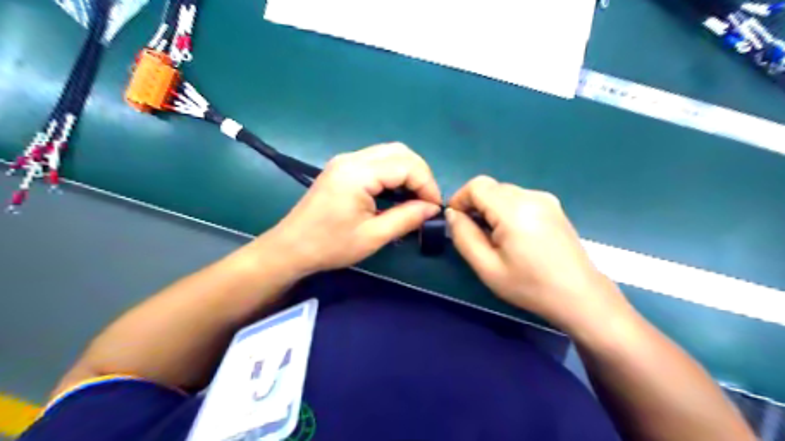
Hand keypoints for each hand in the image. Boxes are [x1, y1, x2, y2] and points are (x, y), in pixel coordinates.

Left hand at [260, 142, 438, 275]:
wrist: (291, 248)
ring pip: (389, 153)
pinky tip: (396, 192)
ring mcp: (345, 160)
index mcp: (358, 173)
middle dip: (420, 174)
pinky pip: (376, 160)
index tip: (434, 208)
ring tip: (415, 197)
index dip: (427, 184)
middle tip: (426, 201)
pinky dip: (393, 172)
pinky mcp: (342, 167)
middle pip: (400, 152)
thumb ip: (406, 218)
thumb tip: (432, 208)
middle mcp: (352, 158)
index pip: (406, 166)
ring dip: (408, 172)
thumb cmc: (330, 246)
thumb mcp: (373, 236)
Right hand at [447, 176, 626, 333]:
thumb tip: (452, 214)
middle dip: (475, 205)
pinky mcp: (554, 207)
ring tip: (494, 238)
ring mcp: (546, 199)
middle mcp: (531, 196)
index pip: (477, 185)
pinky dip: (507, 210)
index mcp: (514, 209)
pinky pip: (520, 199)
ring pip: (505, 192)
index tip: (455, 221)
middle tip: (473, 234)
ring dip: (491, 208)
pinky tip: (513, 235)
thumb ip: (464, 236)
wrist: (580, 296)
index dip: (459, 199)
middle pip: (491, 187)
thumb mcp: (487, 267)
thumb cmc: (530, 286)